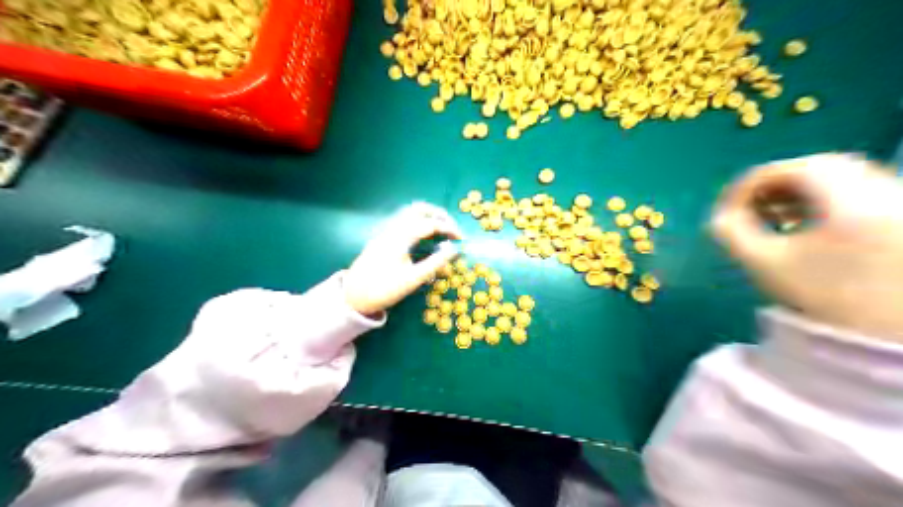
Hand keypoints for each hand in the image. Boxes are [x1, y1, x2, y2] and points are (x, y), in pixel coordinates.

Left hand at [342, 203, 461, 316]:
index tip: (462, 239)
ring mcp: (385, 231)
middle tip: (452, 228)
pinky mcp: (382, 237)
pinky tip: (424, 236)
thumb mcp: (413, 279)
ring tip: (441, 230)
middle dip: (439, 214)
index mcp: (401, 237)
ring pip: (409, 212)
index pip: (430, 224)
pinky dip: (418, 221)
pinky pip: (403, 220)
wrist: (353, 296)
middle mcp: (392, 228)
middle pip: (419, 209)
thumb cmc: (384, 289)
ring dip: (428, 216)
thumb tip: (454, 249)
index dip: (449, 229)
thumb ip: (435, 263)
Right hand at [714, 152, 902, 342]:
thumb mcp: (765, 264)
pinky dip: (825, 197)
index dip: (749, 184)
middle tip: (748, 206)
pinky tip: (806, 222)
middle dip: (775, 183)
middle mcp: (886, 188)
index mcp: (851, 200)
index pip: (791, 169)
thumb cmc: (822, 298)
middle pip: (818, 166)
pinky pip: (860, 188)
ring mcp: (901, 199)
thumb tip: (719, 215)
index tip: (727, 207)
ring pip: (841, 175)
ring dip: (799, 190)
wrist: (885, 333)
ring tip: (773, 216)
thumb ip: (733, 233)